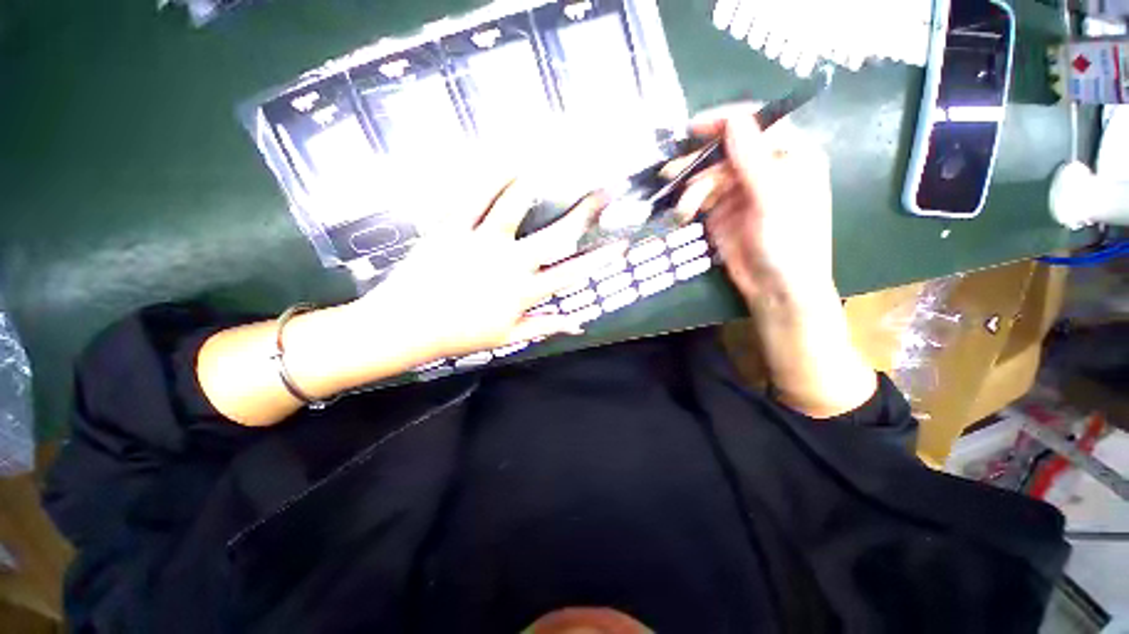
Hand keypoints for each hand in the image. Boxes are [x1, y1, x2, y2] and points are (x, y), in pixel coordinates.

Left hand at [351, 179, 624, 360]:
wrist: (407, 327)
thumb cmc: (460, 335)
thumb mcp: (508, 337)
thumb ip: (545, 327)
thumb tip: (579, 324)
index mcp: (523, 293)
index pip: (571, 273)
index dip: (599, 259)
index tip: (620, 244)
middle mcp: (509, 265)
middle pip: (555, 235)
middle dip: (585, 212)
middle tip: (604, 192)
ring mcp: (480, 243)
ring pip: (513, 206)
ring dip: (535, 183)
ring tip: (554, 162)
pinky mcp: (451, 230)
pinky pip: (472, 198)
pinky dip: (489, 177)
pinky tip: (505, 162)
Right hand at [674, 104, 834, 307]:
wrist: (777, 288)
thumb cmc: (788, 242)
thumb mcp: (773, 199)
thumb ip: (753, 159)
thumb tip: (734, 119)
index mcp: (790, 155)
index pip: (755, 124)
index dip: (723, 122)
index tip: (691, 129)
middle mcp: (765, 168)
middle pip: (726, 151)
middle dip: (697, 163)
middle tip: (669, 173)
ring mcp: (742, 191)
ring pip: (710, 176)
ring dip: (691, 189)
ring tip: (681, 210)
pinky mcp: (724, 212)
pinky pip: (702, 198)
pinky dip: (690, 204)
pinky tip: (683, 214)